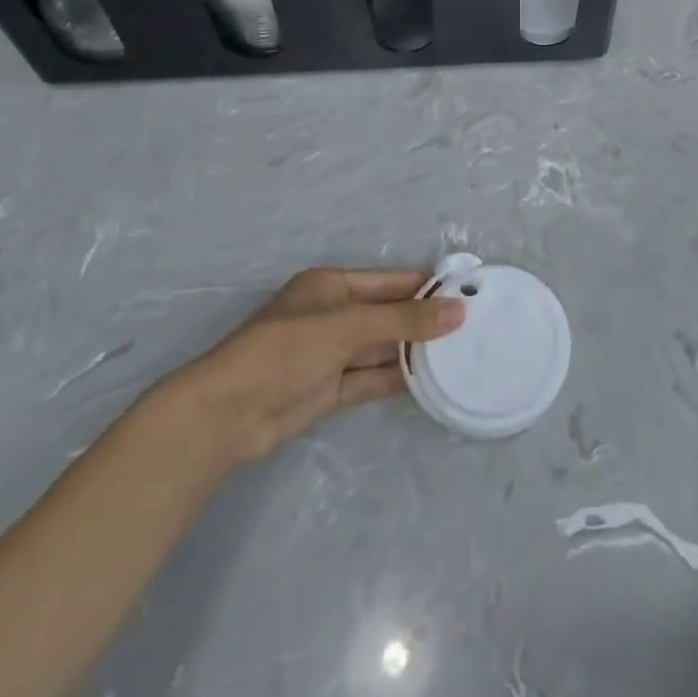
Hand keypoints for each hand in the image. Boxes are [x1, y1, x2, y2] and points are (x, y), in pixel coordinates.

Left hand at [170, 268, 463, 463]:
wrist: (225, 415)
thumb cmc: (286, 349)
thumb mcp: (349, 325)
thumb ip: (404, 319)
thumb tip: (458, 311)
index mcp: (332, 286)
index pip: (390, 281)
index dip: (426, 286)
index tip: (467, 293)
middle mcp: (332, 315)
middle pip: (387, 314)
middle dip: (423, 321)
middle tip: (472, 327)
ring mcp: (329, 355)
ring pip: (380, 348)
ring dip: (413, 352)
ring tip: (460, 355)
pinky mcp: (327, 390)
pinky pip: (370, 379)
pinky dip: (396, 379)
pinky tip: (430, 381)